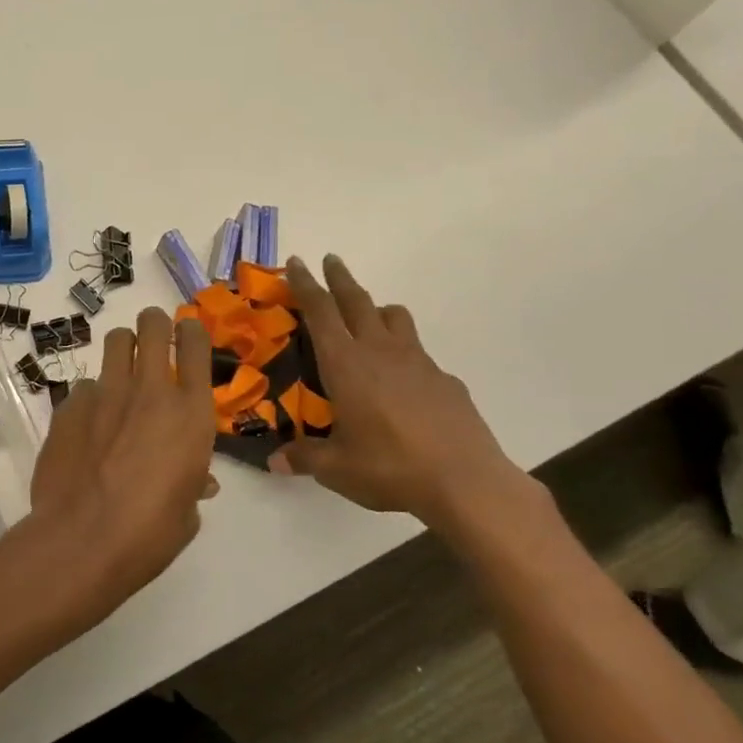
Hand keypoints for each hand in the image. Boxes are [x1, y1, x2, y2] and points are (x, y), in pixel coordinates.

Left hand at [24, 307, 217, 619]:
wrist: (82, 540)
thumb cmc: (150, 533)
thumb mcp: (186, 511)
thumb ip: (192, 481)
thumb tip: (198, 481)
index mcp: (190, 412)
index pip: (196, 344)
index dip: (191, 332)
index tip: (187, 336)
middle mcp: (149, 390)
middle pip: (152, 324)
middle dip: (154, 325)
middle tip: (153, 341)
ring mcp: (105, 393)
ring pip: (115, 341)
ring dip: (122, 350)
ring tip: (120, 375)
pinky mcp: (69, 405)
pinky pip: (84, 387)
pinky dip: (91, 398)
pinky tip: (87, 426)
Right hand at [271, 255, 537, 530]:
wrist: (467, 482)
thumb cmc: (390, 468)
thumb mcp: (336, 469)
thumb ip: (304, 458)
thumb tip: (275, 462)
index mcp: (346, 364)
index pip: (320, 312)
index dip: (306, 285)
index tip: (297, 263)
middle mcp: (380, 352)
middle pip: (357, 301)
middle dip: (340, 278)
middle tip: (330, 260)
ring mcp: (418, 363)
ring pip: (395, 318)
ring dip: (377, 308)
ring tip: (368, 315)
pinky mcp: (445, 380)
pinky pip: (418, 353)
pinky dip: (404, 353)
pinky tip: (402, 383)